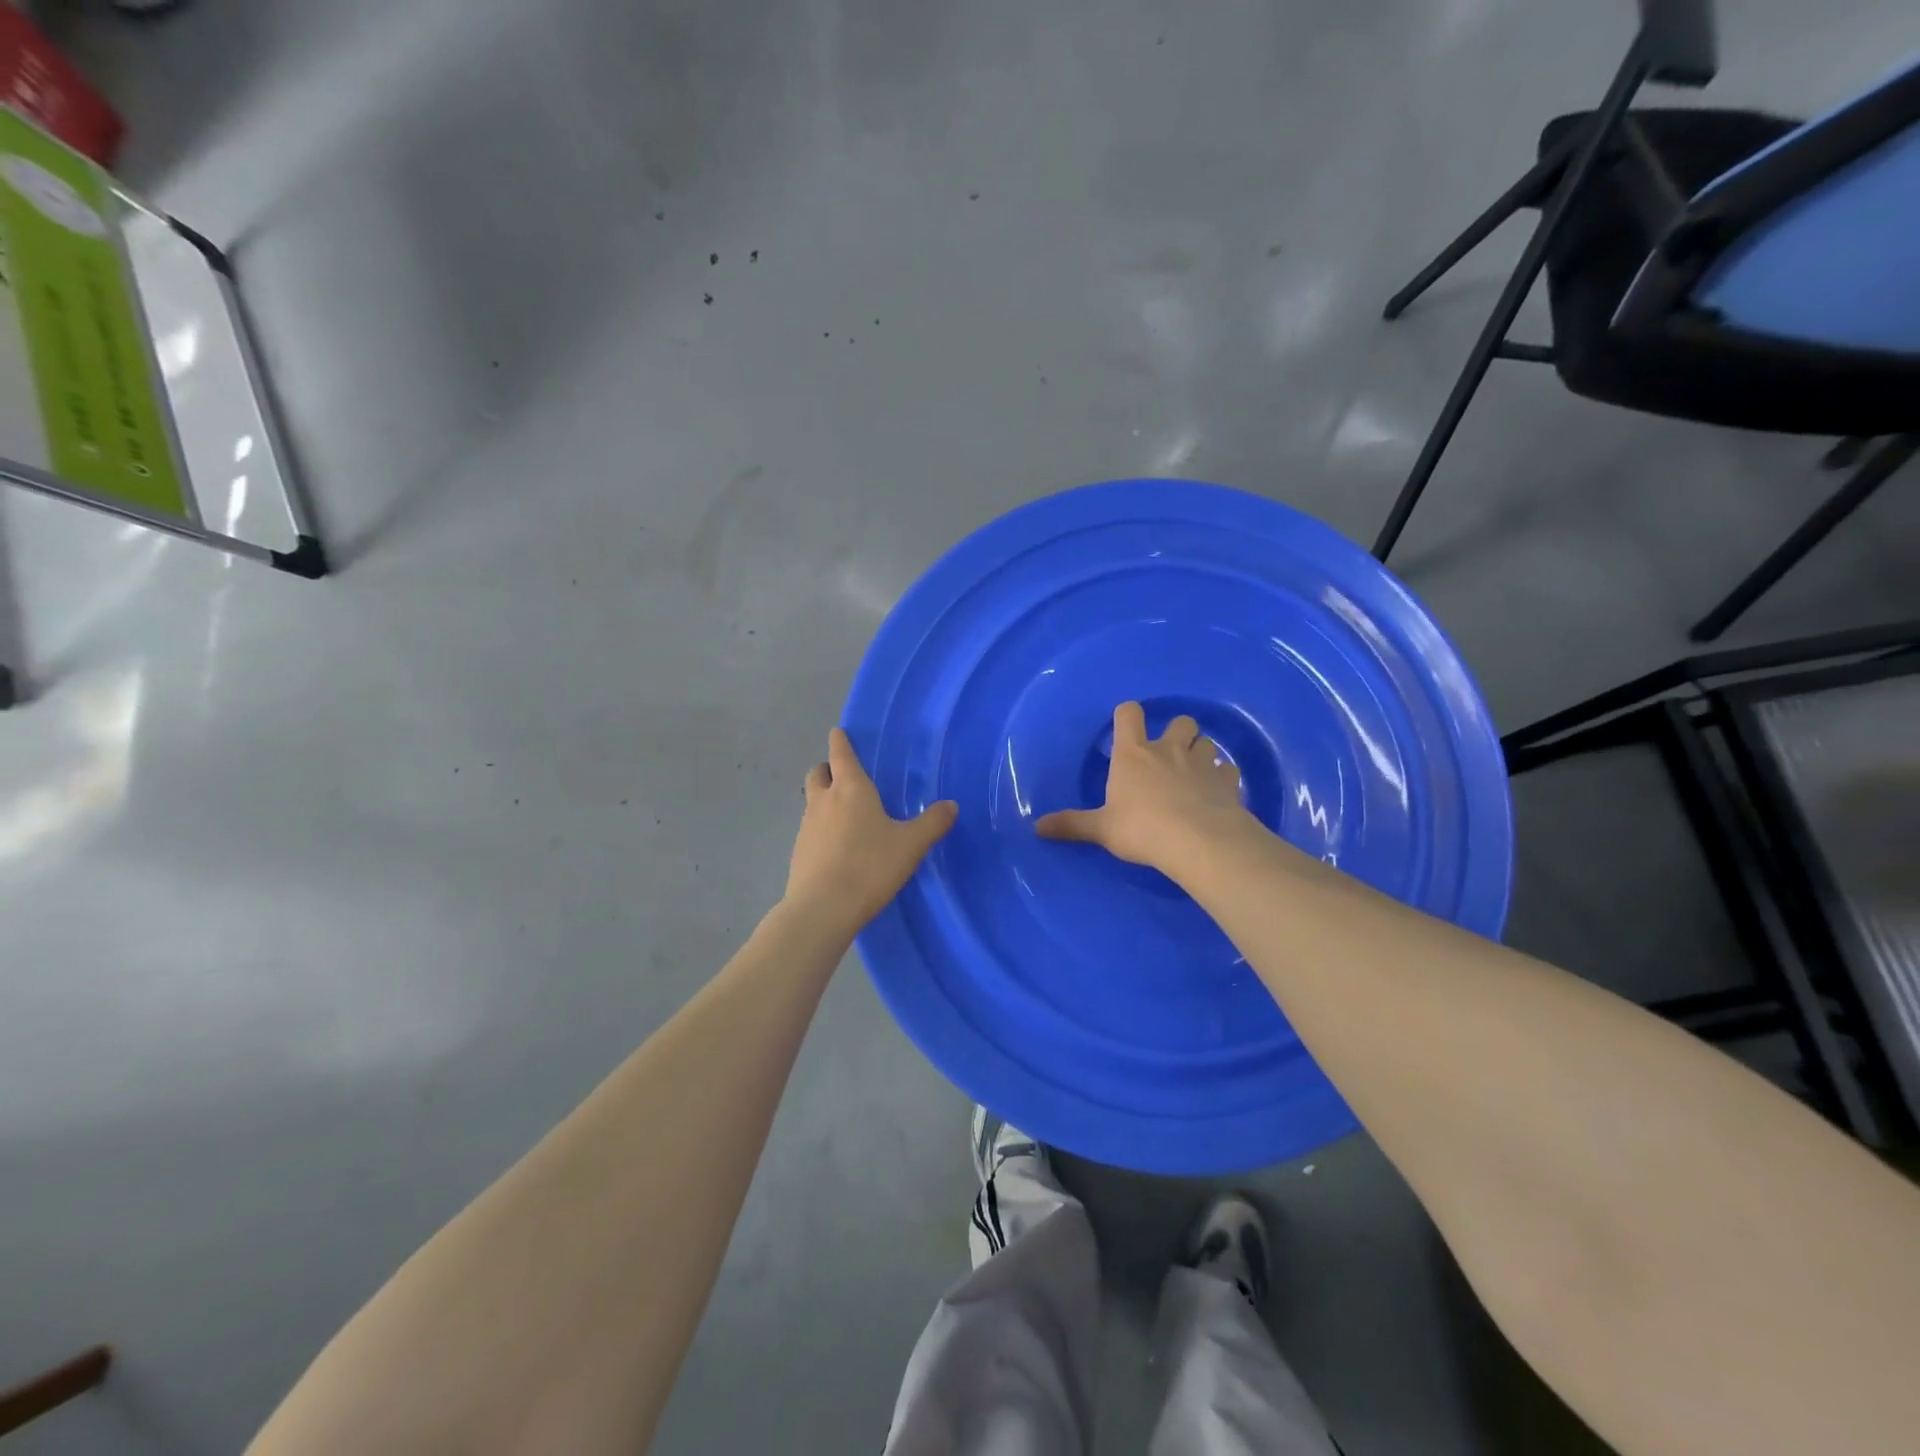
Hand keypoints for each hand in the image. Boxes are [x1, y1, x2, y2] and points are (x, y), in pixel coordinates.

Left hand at [783, 728, 957, 936]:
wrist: (823, 908)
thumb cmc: (870, 866)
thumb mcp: (911, 845)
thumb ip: (932, 823)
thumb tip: (951, 805)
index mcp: (850, 789)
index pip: (840, 753)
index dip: (840, 741)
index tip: (840, 733)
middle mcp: (824, 800)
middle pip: (818, 772)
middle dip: (828, 769)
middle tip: (846, 777)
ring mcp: (807, 826)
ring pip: (812, 801)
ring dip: (825, 800)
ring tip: (847, 816)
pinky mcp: (799, 851)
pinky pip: (811, 828)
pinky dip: (822, 828)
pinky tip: (839, 848)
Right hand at [1035, 703, 1253, 873]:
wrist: (1198, 841)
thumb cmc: (1142, 828)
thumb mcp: (1102, 829)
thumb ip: (1072, 825)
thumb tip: (1036, 827)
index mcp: (1133, 754)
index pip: (1129, 714)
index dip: (1128, 715)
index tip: (1126, 726)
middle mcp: (1169, 750)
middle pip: (1180, 721)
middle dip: (1177, 731)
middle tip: (1169, 754)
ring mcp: (1201, 763)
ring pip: (1207, 742)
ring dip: (1201, 752)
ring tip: (1195, 773)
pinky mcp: (1227, 782)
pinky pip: (1227, 770)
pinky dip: (1222, 778)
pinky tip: (1217, 794)